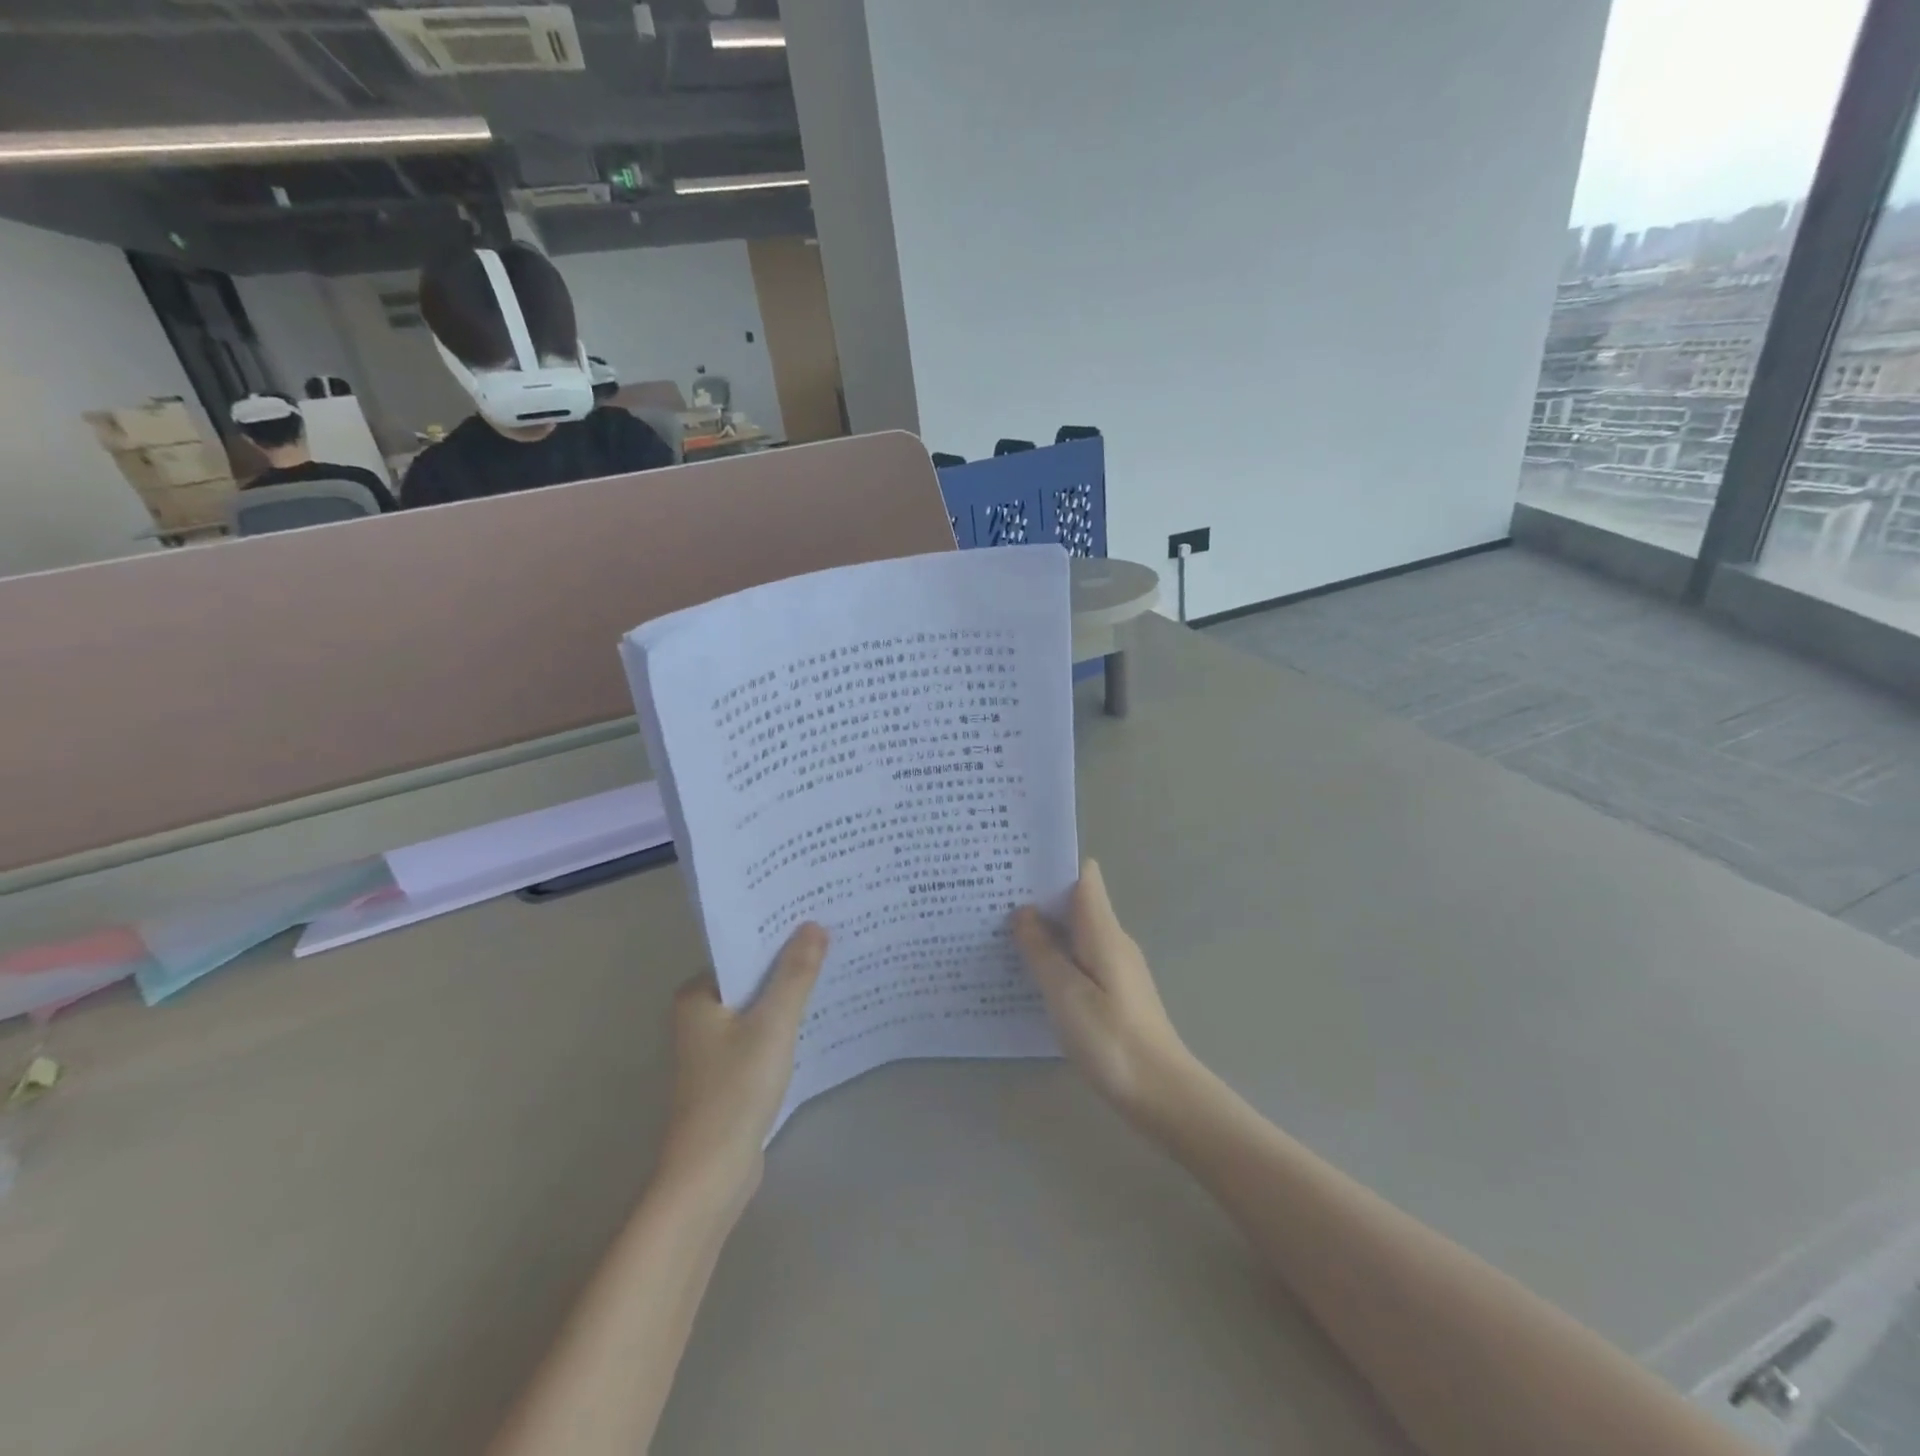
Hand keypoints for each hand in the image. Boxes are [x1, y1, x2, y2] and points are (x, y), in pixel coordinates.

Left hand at [656, 923, 827, 1200]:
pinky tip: (817, 1017)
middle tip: (835, 938)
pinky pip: (762, 1033)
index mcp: (697, 995)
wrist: (711, 1175)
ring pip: (759, 1006)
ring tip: (834, 969)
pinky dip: (785, 1025)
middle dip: (790, 963)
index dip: (780, 934)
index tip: (818, 916)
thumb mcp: (772, 1024)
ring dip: (790, 995)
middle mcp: (699, 1015)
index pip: (743, 950)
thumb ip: (795, 974)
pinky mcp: (730, 1073)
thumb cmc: (736, 1091)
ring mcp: (713, 1046)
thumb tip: (814, 925)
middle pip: (753, 977)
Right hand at [1012, 860, 1193, 1121]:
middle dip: (1039, 898)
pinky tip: (1030, 975)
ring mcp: (1117, 967)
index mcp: (1103, 931)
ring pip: (1076, 933)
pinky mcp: (1115, 993)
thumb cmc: (1111, 1039)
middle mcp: (1113, 941)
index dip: (1052, 865)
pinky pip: (1080, 959)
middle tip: (993, 901)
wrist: (1162, 1094)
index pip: (1084, 876)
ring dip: (1045, 930)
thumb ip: (1042, 950)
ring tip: (1001, 934)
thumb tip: (1023, 912)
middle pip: (1076, 902)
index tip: (1016, 866)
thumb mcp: (1065, 994)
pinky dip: (1056, 958)